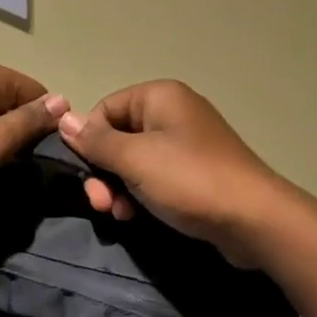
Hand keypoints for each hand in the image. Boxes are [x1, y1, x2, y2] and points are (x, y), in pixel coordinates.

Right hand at [55, 80, 289, 266]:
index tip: (88, 174)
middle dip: (104, 172)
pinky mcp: (195, 173)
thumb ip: (96, 140)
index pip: (105, 109)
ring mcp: (187, 144)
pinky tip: (136, 216)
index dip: (89, 141)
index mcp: (159, 97)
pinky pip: (155, 177)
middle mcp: (173, 113)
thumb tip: (63, 118)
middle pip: (118, 137)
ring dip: (119, 188)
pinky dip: (140, 195)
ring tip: (119, 214)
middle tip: (101, 204)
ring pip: (134, 161)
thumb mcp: (135, 159)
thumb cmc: (189, 180)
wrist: (253, 219)